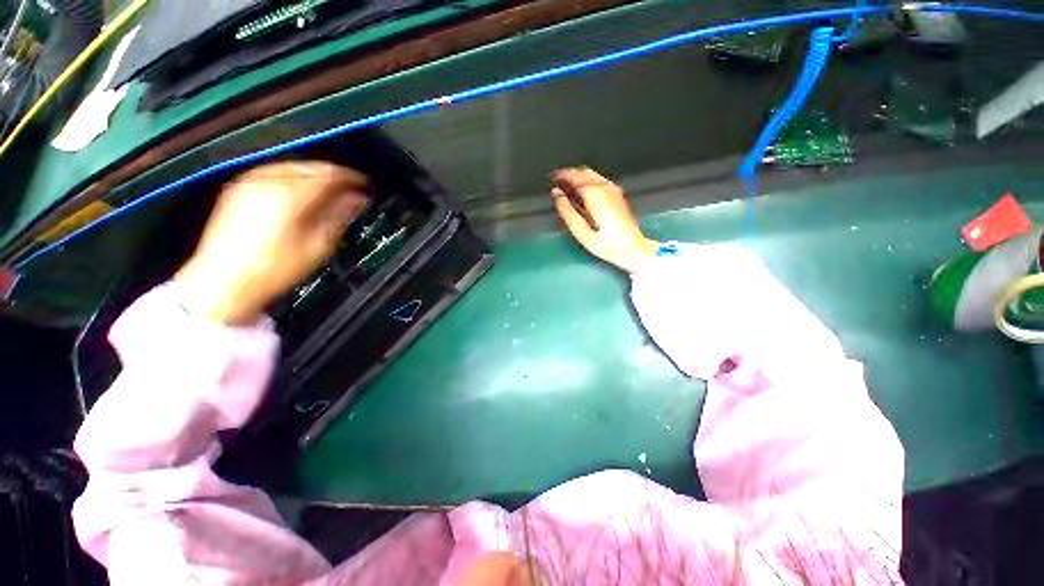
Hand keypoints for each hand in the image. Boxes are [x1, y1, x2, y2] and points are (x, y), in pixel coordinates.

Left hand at [174, 161, 369, 324]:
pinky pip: (275, 172)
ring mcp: (250, 183)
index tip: (363, 185)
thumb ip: (338, 216)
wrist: (224, 282)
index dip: (351, 178)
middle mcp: (268, 182)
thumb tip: (356, 199)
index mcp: (290, 197)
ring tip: (330, 189)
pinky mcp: (239, 189)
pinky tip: (303, 189)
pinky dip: (295, 177)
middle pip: (310, 167)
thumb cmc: (274, 270)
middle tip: (351, 188)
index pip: (328, 175)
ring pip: (292, 166)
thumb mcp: (317, 247)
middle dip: (334, 175)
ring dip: (315, 175)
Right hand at [551, 167, 658, 274]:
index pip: (575, 176)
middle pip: (584, 172)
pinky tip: (583, 194)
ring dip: (579, 178)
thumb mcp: (581, 231)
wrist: (632, 249)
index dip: (561, 175)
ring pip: (593, 175)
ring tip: (568, 189)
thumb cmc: (606, 244)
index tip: (553, 179)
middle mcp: (605, 188)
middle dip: (570, 175)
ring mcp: (614, 190)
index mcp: (595, 194)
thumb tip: (556, 194)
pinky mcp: (618, 195)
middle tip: (559, 183)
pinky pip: (599, 181)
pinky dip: (588, 183)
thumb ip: (567, 211)